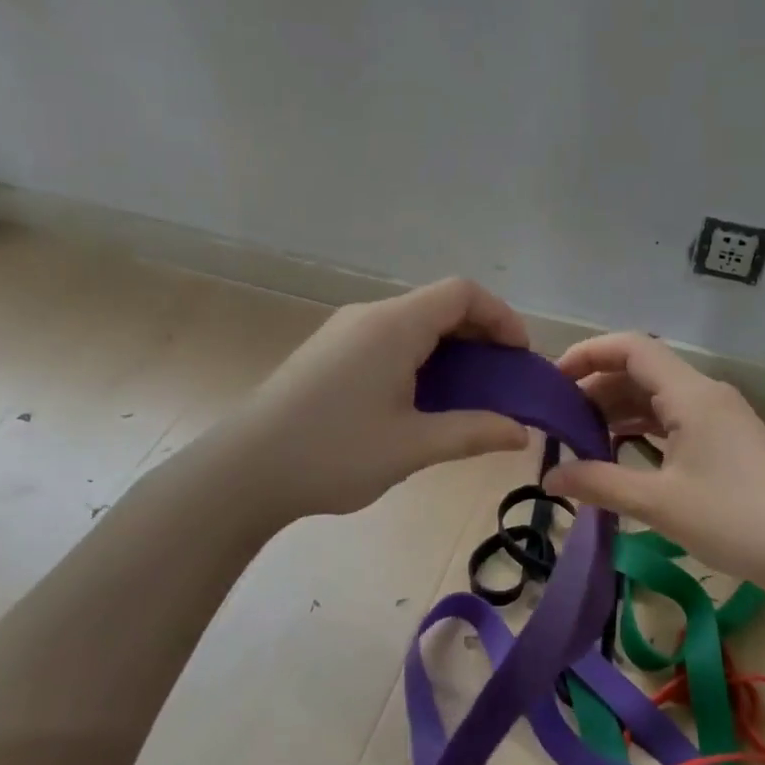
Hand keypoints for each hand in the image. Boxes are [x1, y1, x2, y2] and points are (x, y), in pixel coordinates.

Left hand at [224, 278, 530, 521]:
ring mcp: (344, 332)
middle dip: (479, 335)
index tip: (520, 357)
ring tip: (468, 393)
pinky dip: (420, 358)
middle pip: (438, 304)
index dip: (501, 316)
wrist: (244, 471)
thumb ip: (473, 432)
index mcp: (394, 326)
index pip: (462, 293)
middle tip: (502, 380)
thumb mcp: (412, 446)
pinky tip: (421, 399)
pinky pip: (388, 339)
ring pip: (412, 323)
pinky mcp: (328, 352)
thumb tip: (521, 432)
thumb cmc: (333, 453)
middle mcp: (369, 316)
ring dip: (449, 349)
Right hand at [542, 333, 764, 589]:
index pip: (631, 347)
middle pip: (642, 370)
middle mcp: (707, 393)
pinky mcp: (730, 439)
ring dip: (620, 409)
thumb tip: (548, 477)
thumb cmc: (733, 520)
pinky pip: (677, 417)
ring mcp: (722, 416)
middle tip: (560, 419)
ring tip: (583, 437)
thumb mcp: (657, 503)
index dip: (587, 354)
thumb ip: (598, 483)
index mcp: (690, 394)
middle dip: (597, 387)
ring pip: (659, 396)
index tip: (552, 379)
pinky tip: (623, 451)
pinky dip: (644, 427)